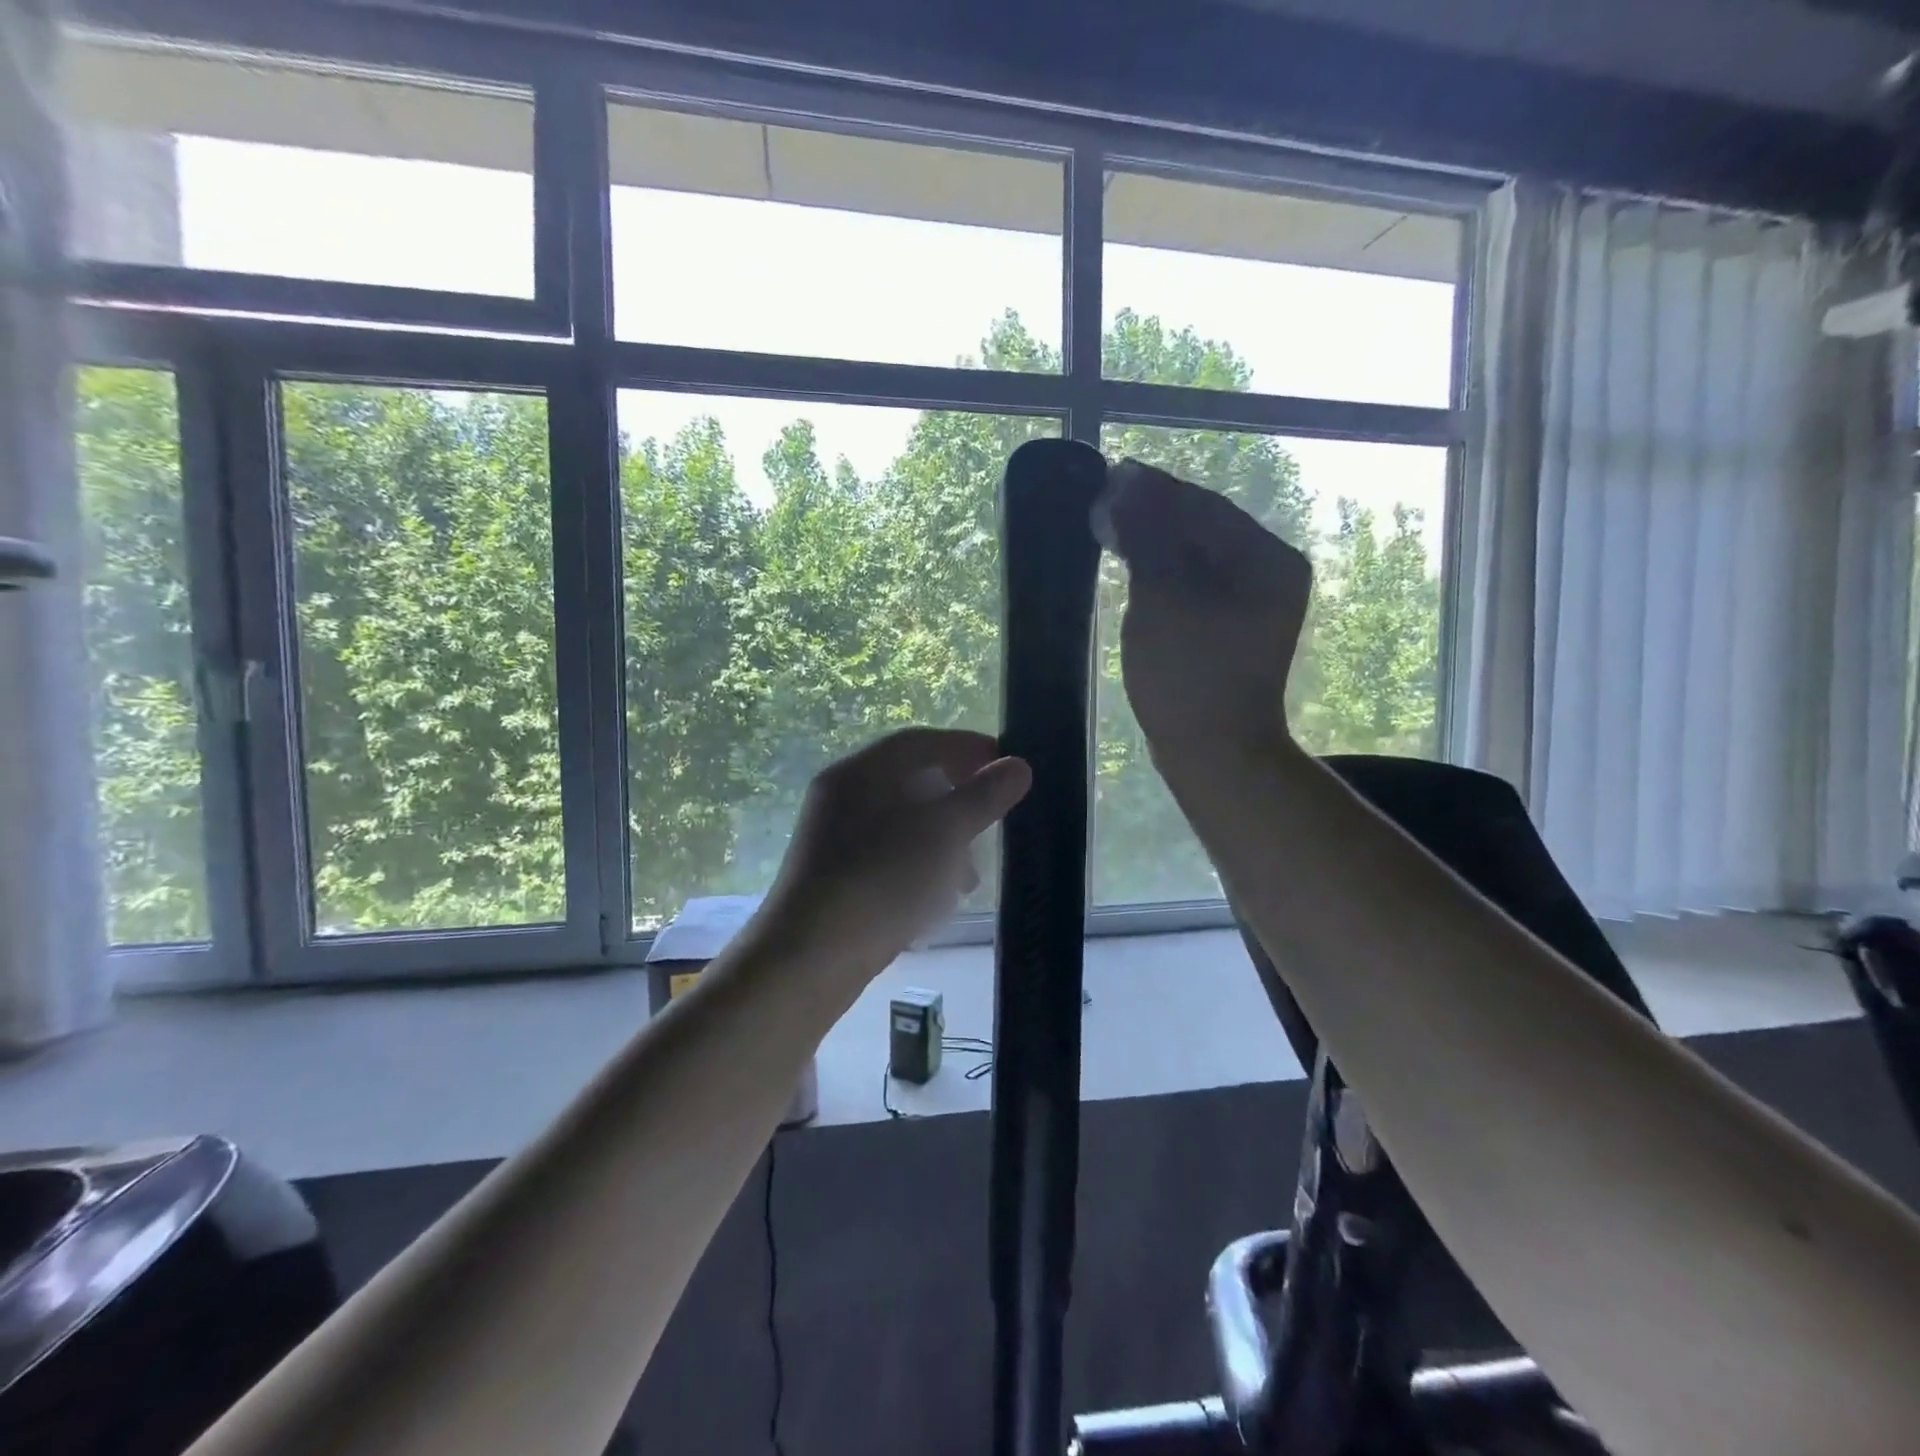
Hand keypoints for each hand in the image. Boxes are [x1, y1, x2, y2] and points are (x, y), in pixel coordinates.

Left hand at [761, 728, 1031, 981]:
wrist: (807, 961)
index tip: (1008, 765)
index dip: (969, 748)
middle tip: (993, 822)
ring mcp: (835, 839)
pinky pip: (889, 858)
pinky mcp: (836, 878)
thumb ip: (982, 797)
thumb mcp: (942, 835)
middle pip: (913, 783)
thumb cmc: (880, 882)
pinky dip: (920, 869)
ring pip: (904, 826)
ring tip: (970, 879)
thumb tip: (1018, 766)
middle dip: (959, 803)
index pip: (922, 742)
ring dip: (944, 844)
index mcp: (860, 773)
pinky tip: (937, 901)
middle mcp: (843, 797)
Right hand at [1095, 459, 1311, 757]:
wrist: (1215, 753)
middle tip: (1102, 501)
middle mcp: (1271, 572)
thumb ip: (1147, 536)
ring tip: (1111, 526)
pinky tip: (1135, 564)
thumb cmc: (1188, 675)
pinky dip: (1164, 570)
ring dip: (1156, 539)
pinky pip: (1197, 582)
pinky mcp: (1235, 628)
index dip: (1154, 489)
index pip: (1204, 506)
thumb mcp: (1163, 598)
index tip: (1109, 475)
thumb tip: (1125, 485)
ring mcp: (1256, 603)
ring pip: (1198, 555)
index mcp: (1267, 559)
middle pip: (1204, 527)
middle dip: (1154, 513)